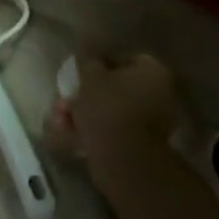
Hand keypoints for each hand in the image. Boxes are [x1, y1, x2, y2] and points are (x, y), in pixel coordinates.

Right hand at [51, 53, 185, 189]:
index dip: (99, 62)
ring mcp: (152, 125)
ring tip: (59, 120)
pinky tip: (67, 134)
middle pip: (117, 89)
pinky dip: (91, 132)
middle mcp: (160, 96)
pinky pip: (112, 132)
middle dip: (86, 93)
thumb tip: (90, 59)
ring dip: (84, 114)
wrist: (122, 160)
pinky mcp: (139, 148)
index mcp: (154, 73)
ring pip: (111, 112)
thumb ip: (88, 62)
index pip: (125, 58)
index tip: (79, 70)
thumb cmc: (108, 107)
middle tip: (64, 98)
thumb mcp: (90, 76)